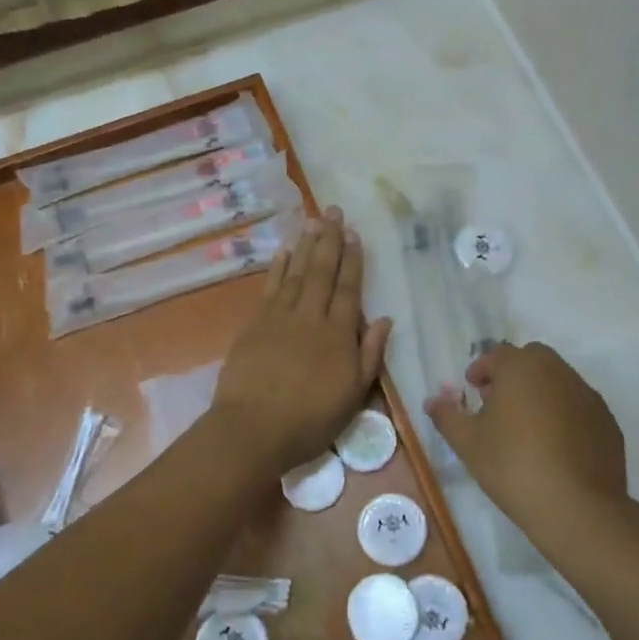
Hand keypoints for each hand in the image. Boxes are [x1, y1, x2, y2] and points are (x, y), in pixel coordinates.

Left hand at [209, 206, 391, 475]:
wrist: (253, 429)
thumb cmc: (309, 420)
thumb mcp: (353, 396)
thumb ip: (370, 355)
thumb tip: (385, 320)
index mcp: (339, 335)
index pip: (349, 289)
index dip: (353, 260)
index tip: (355, 234)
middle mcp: (311, 317)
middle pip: (323, 272)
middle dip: (330, 240)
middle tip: (334, 211)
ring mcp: (280, 317)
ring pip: (297, 273)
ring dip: (306, 246)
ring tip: (314, 221)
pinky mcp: (256, 324)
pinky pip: (271, 287)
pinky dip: (279, 267)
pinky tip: (285, 251)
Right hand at [425, 341, 626, 532]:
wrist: (577, 508)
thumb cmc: (513, 466)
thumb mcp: (468, 443)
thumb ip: (447, 416)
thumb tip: (433, 401)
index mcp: (521, 368)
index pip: (498, 354)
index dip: (482, 369)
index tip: (473, 389)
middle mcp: (557, 371)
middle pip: (532, 359)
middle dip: (513, 374)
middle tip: (498, 402)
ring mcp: (587, 395)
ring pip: (558, 381)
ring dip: (539, 392)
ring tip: (525, 426)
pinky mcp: (607, 421)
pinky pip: (578, 406)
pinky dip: (564, 414)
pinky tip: (554, 446)